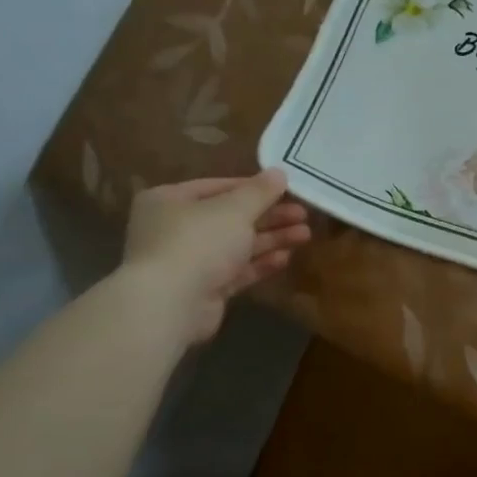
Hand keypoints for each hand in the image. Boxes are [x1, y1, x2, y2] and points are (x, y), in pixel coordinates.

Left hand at [120, 172, 311, 343]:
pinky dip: (259, 264)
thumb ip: (260, 192)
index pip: (218, 187)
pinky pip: (235, 271)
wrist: (171, 304)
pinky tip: (285, 258)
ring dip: (270, 239)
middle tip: (303, 214)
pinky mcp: (203, 289)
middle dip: (269, 216)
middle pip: (230, 217)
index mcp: (171, 200)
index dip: (254, 188)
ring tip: (305, 234)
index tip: (286, 189)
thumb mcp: (234, 209)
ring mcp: (188, 261)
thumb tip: (280, 172)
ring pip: (236, 245)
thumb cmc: (198, 242)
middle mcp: (175, 228)